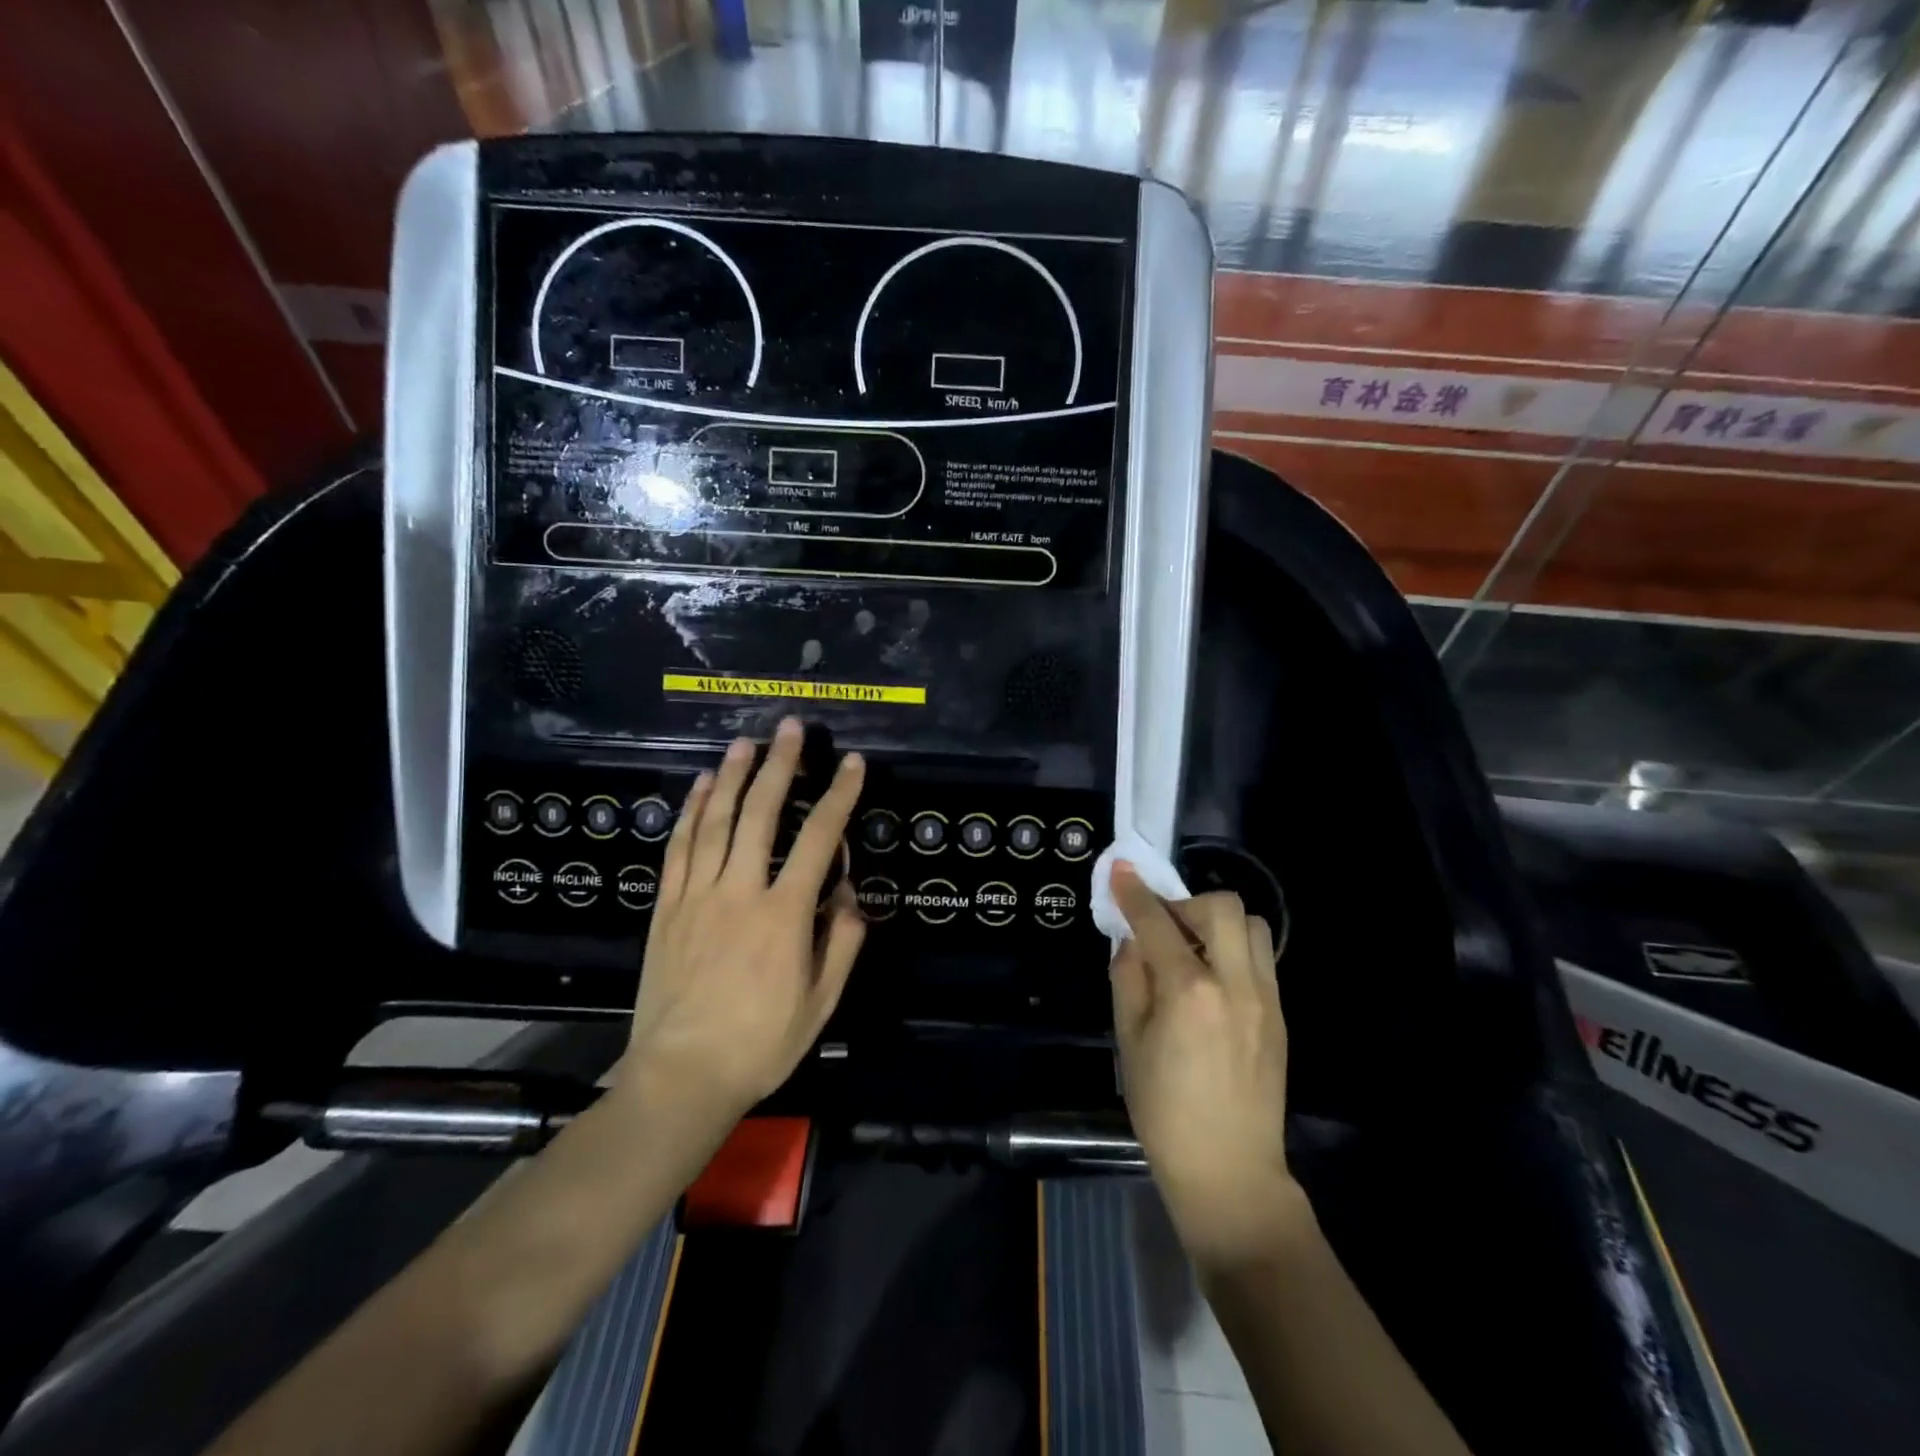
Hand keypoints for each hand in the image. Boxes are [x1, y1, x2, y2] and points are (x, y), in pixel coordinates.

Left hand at [621, 717, 867, 1122]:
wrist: (681, 1076)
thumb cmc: (760, 1043)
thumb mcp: (821, 1003)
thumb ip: (841, 943)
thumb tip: (850, 896)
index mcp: (783, 915)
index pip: (818, 840)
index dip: (839, 796)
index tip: (853, 764)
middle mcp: (739, 892)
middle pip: (759, 813)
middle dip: (780, 765)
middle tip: (790, 728)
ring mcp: (696, 896)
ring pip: (713, 821)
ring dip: (731, 776)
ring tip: (746, 742)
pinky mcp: (666, 908)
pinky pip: (677, 848)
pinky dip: (689, 812)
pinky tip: (698, 787)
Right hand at [1110, 864, 1299, 1267]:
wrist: (1230, 1170)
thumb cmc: (1165, 1111)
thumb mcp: (1129, 1042)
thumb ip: (1128, 979)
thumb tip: (1132, 941)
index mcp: (1190, 992)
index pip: (1158, 922)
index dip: (1134, 892)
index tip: (1120, 871)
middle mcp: (1235, 983)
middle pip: (1221, 906)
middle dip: (1185, 903)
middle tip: (1163, 928)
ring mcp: (1266, 998)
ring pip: (1251, 925)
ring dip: (1217, 922)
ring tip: (1193, 950)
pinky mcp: (1280, 1014)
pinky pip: (1260, 957)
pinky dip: (1233, 948)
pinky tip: (1213, 979)